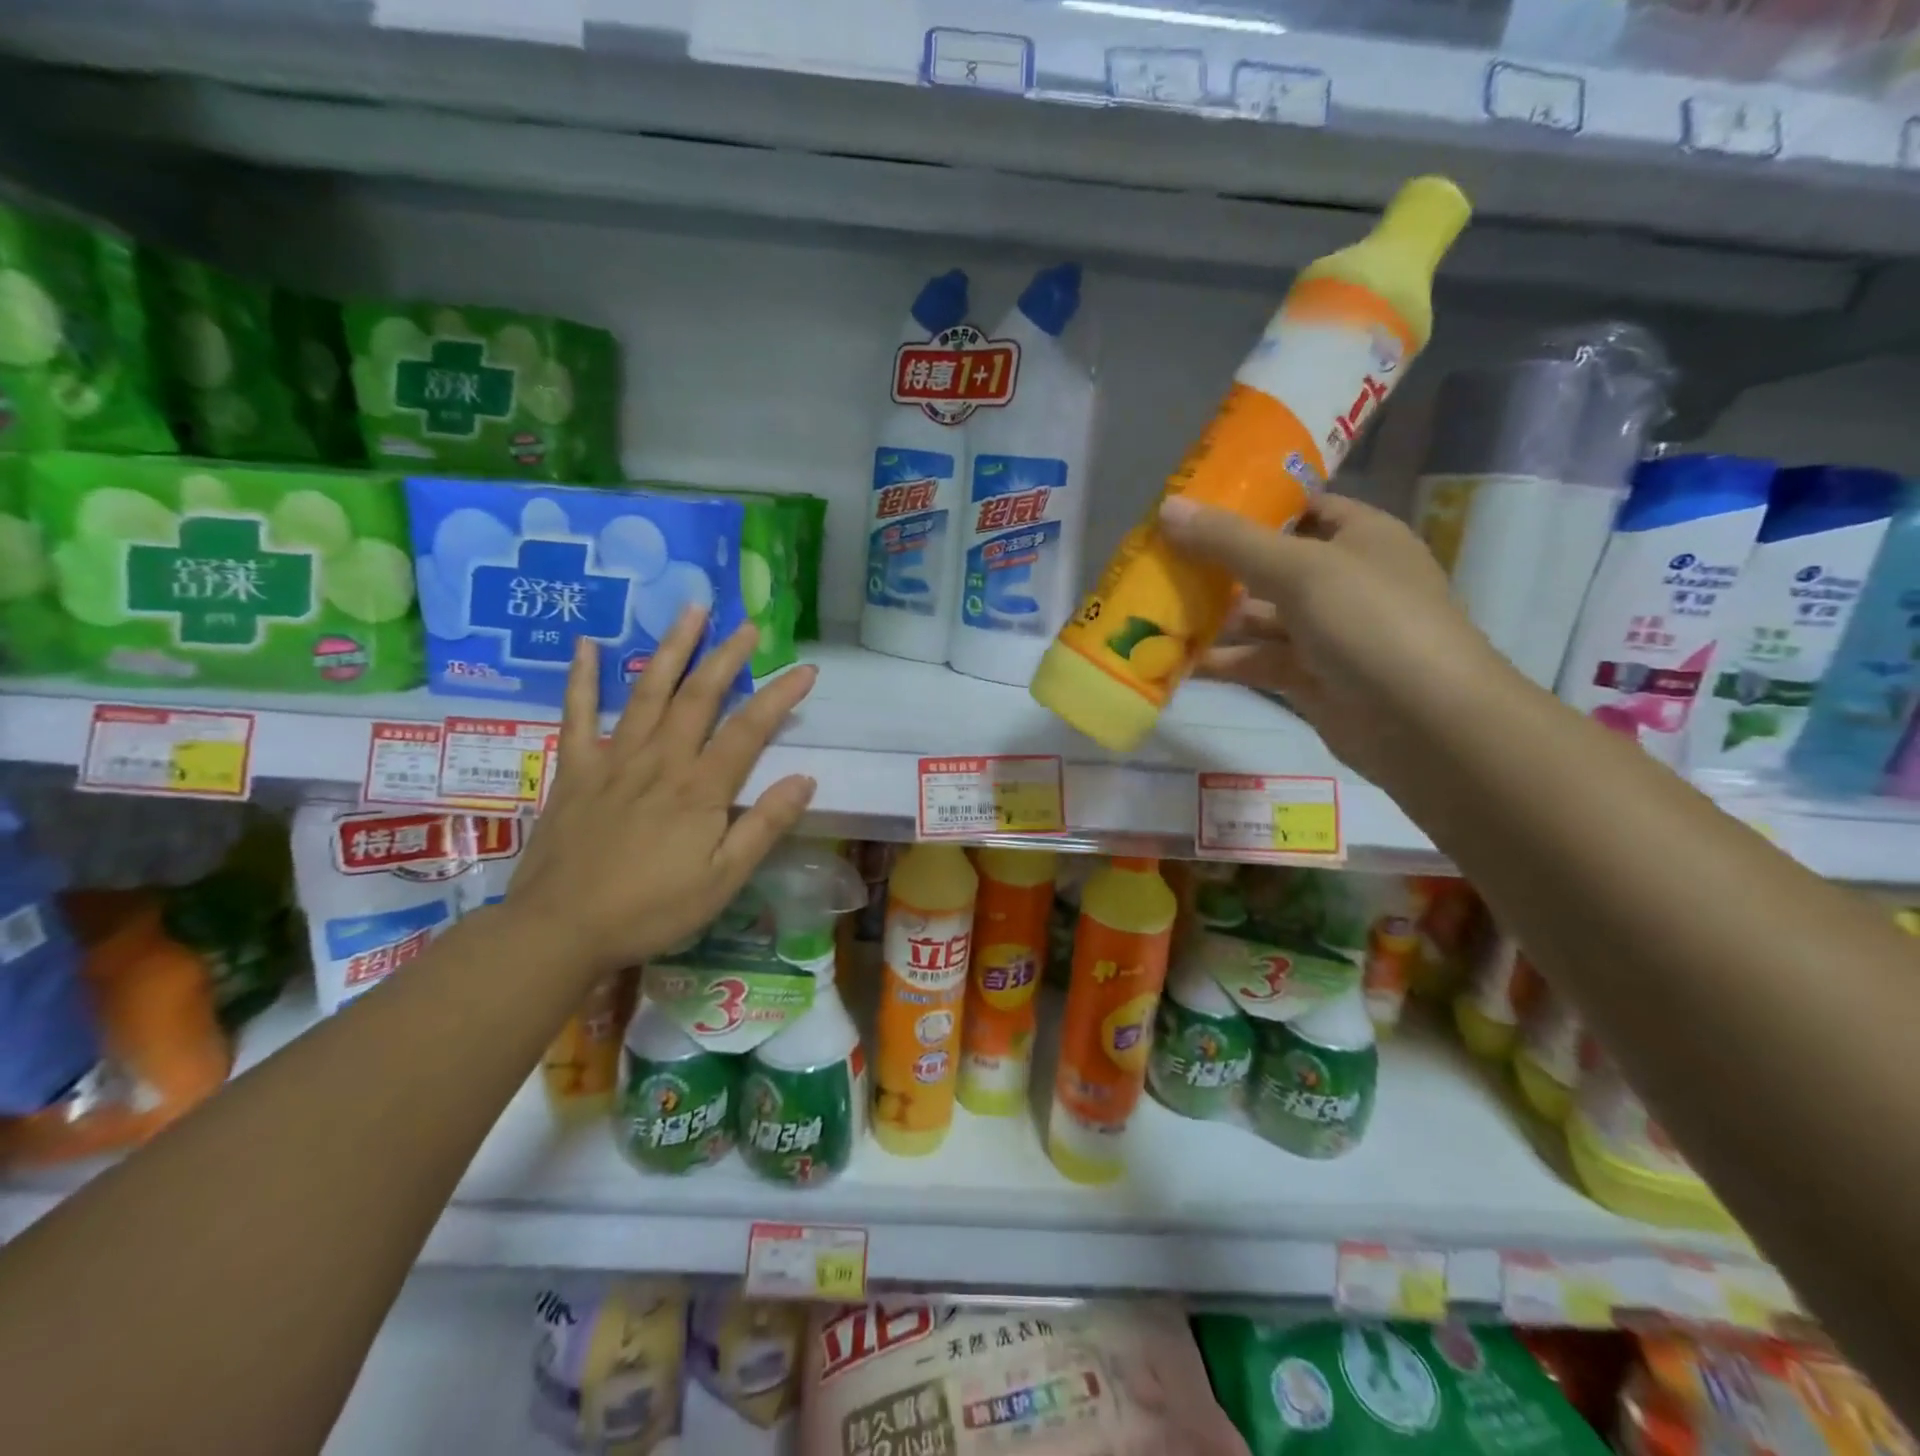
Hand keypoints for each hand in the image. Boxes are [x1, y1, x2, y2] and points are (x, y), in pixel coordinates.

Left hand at [506, 611, 817, 972]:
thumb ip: (763, 827)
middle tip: (748, 625)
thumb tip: (805, 779)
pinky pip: (578, 715)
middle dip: (727, 657)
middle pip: (698, 696)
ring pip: (648, 692)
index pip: (749, 730)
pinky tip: (586, 644)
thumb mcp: (722, 881)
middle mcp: (660, 761)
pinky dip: (582, 678)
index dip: (780, 696)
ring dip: (672, 649)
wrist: (559, 930)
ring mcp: (613, 760)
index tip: (806, 669)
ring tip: (690, 610)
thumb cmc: (650, 911)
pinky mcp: (575, 770)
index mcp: (699, 790)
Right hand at [1158, 493, 1513, 787]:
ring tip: (1152, 611)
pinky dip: (1220, 660)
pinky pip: (1256, 661)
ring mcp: (1325, 633)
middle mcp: (1343, 580)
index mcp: (1359, 536)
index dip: (1250, 505)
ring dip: (1211, 616)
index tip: (1192, 508)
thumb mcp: (1299, 569)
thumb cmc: (1370, 621)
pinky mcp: (1308, 678)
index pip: (1300, 508)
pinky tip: (1173, 660)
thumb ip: (1230, 541)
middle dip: (1215, 565)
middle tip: (1156, 561)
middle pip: (1268, 564)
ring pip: (1258, 617)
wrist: (1424, 722)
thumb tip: (1167, 507)